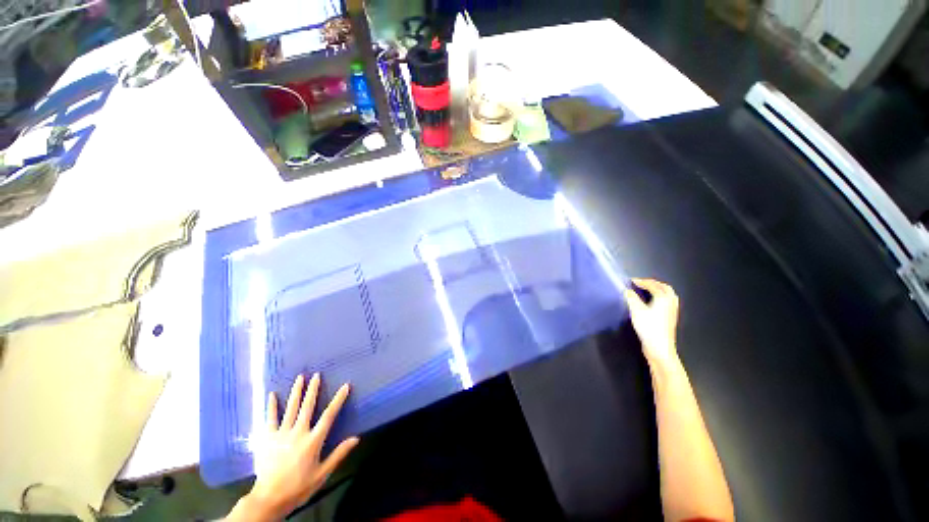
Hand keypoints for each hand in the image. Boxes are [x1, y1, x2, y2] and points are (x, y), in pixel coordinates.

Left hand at [237, 374, 358, 520]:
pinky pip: (270, 419)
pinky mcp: (267, 438)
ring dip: (296, 392)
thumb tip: (356, 438)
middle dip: (313, 389)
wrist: (270, 498)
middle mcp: (298, 432)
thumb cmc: (299, 487)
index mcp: (313, 440)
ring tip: (300, 378)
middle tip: (316, 375)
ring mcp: (281, 434)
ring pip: (290, 408)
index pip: (329, 415)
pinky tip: (272, 395)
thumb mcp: (323, 473)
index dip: (338, 399)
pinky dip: (271, 406)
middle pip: (307, 407)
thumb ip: (339, 454)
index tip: (345, 386)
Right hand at [624, 278, 680, 368]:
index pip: (653, 285)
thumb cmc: (649, 327)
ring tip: (646, 290)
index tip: (630, 281)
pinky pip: (667, 301)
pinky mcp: (670, 318)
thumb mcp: (636, 311)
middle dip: (652, 283)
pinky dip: (659, 297)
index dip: (641, 281)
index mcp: (663, 298)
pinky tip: (651, 303)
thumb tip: (627, 291)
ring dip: (657, 290)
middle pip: (664, 287)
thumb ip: (631, 298)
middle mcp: (670, 302)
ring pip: (667, 295)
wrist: (660, 348)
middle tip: (640, 283)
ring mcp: (672, 311)